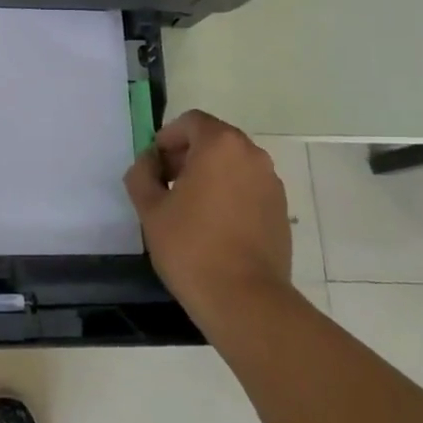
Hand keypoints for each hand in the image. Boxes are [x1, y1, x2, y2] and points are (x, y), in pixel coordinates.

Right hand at [125, 110, 294, 338]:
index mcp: (220, 145)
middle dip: (187, 155)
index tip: (154, 166)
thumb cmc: (191, 246)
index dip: (167, 138)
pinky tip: (213, 226)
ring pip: (233, 165)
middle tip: (166, 185)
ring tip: (188, 208)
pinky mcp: (281, 211)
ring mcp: (271, 183)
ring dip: (209, 175)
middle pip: (214, 140)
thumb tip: (148, 162)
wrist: (245, 301)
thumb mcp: (150, 208)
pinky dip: (229, 194)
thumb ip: (142, 174)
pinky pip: (248, 188)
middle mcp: (252, 155)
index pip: (191, 121)